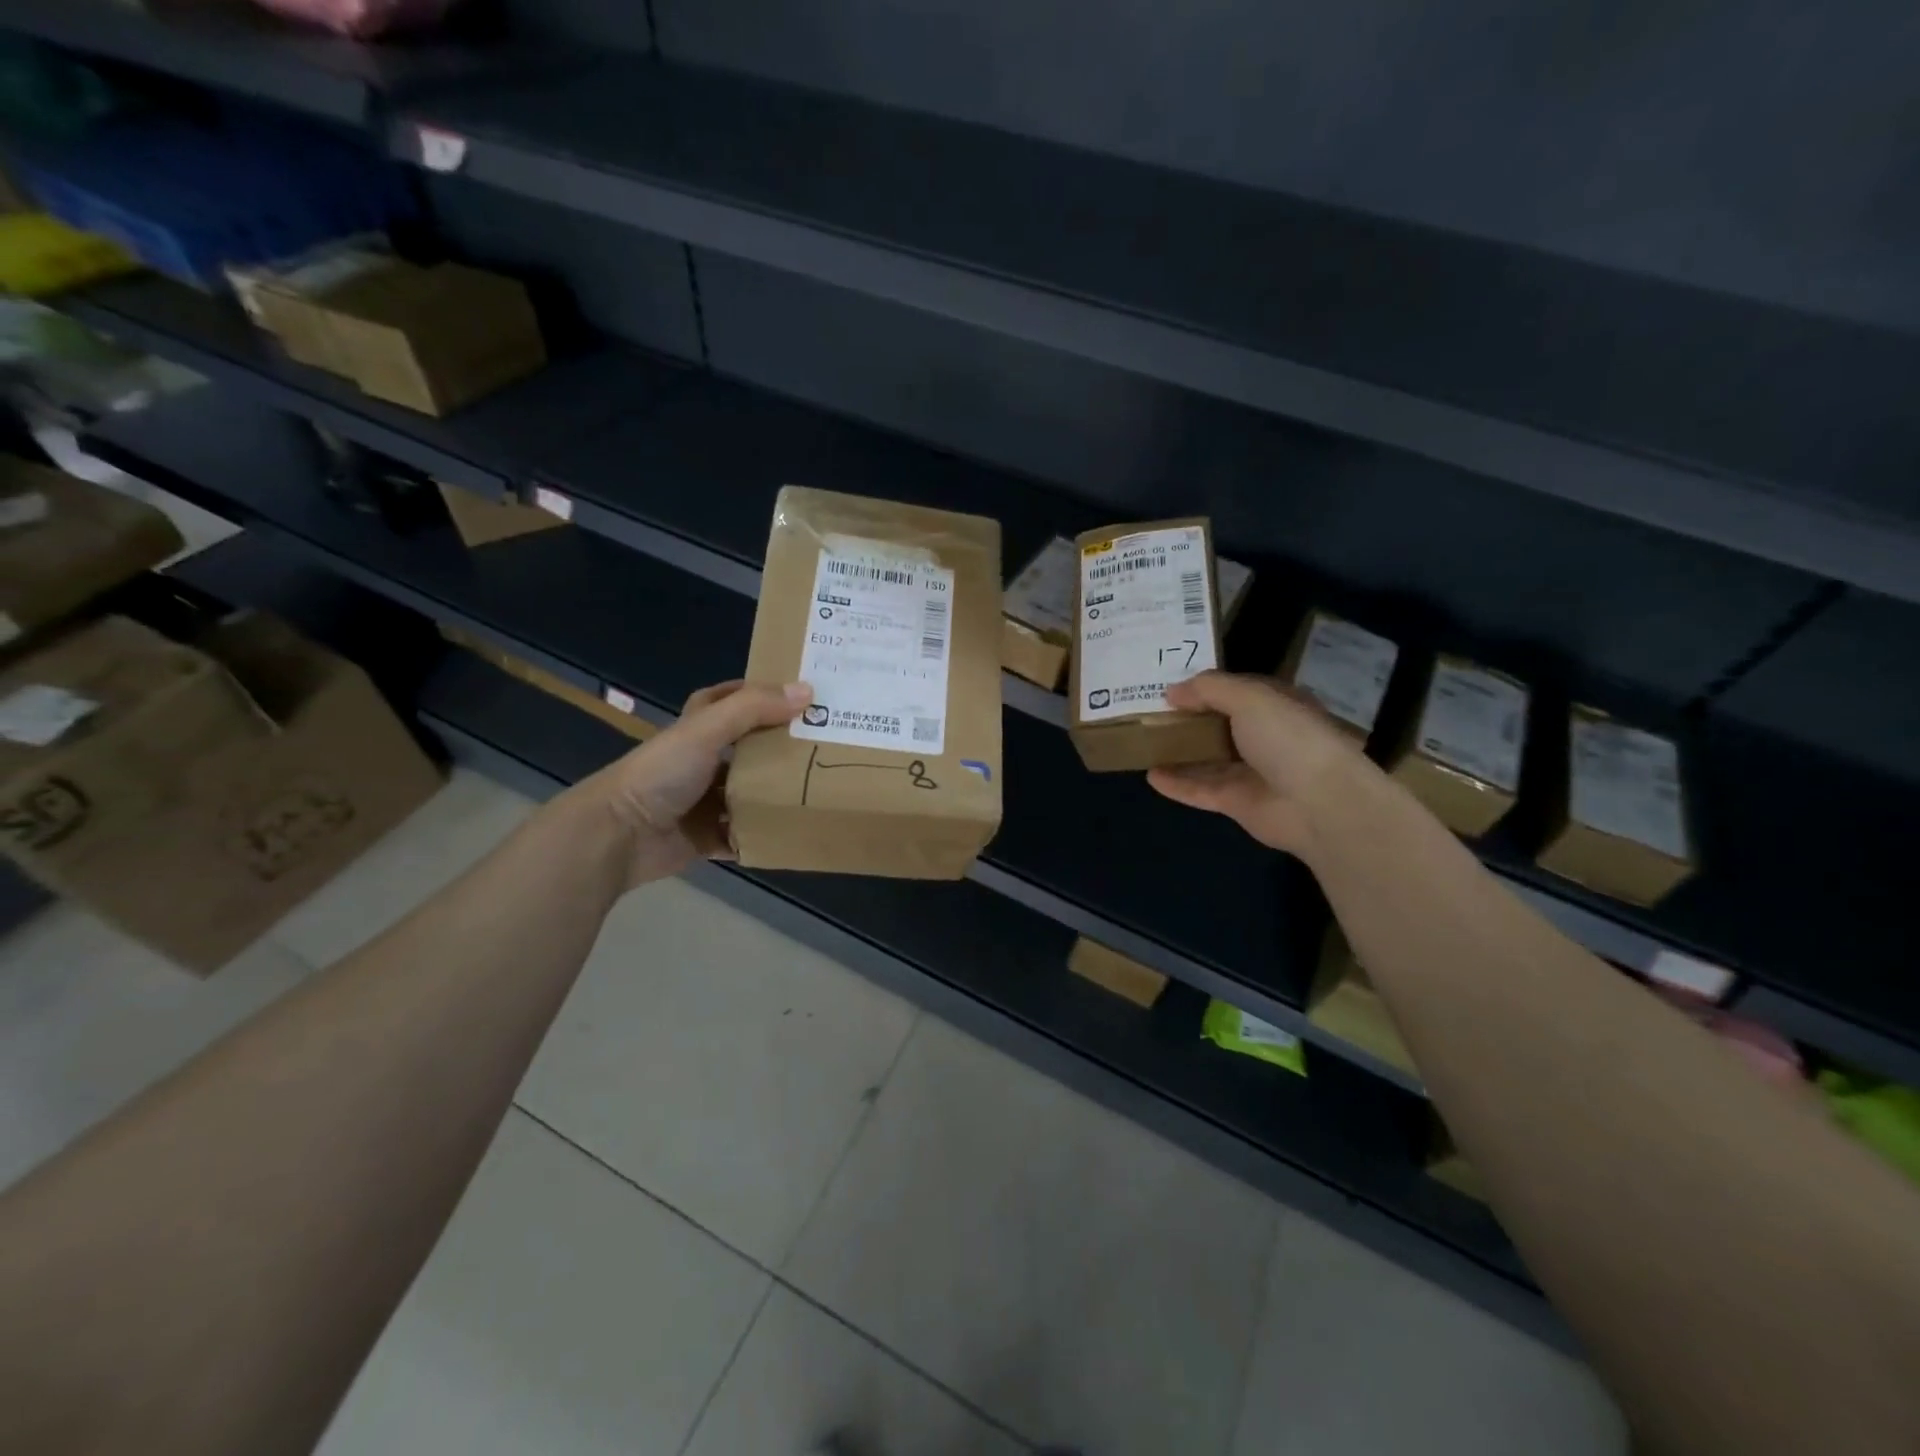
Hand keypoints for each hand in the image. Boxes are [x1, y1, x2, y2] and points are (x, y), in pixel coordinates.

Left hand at [582, 679, 810, 885]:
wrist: (619, 835)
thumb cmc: (662, 773)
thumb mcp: (707, 730)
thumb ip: (754, 709)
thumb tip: (808, 691)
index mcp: (697, 728)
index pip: (731, 700)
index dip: (761, 693)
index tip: (802, 694)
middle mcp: (702, 762)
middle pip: (749, 749)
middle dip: (782, 747)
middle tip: (827, 744)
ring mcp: (704, 801)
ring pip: (750, 793)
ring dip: (777, 794)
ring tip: (822, 789)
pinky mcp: (707, 837)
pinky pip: (743, 835)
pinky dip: (763, 835)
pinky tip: (795, 830)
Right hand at [1147, 671, 1363, 855]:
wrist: (1318, 804)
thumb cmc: (1289, 739)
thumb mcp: (1250, 697)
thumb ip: (1209, 689)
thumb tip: (1172, 691)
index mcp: (1276, 706)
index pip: (1236, 692)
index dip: (1205, 688)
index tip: (1169, 685)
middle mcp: (1264, 738)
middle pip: (1218, 725)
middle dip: (1187, 719)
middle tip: (1147, 712)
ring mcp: (1250, 772)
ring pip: (1206, 759)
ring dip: (1178, 752)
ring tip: (1143, 742)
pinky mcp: (1236, 802)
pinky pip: (1200, 790)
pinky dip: (1176, 783)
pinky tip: (1150, 775)